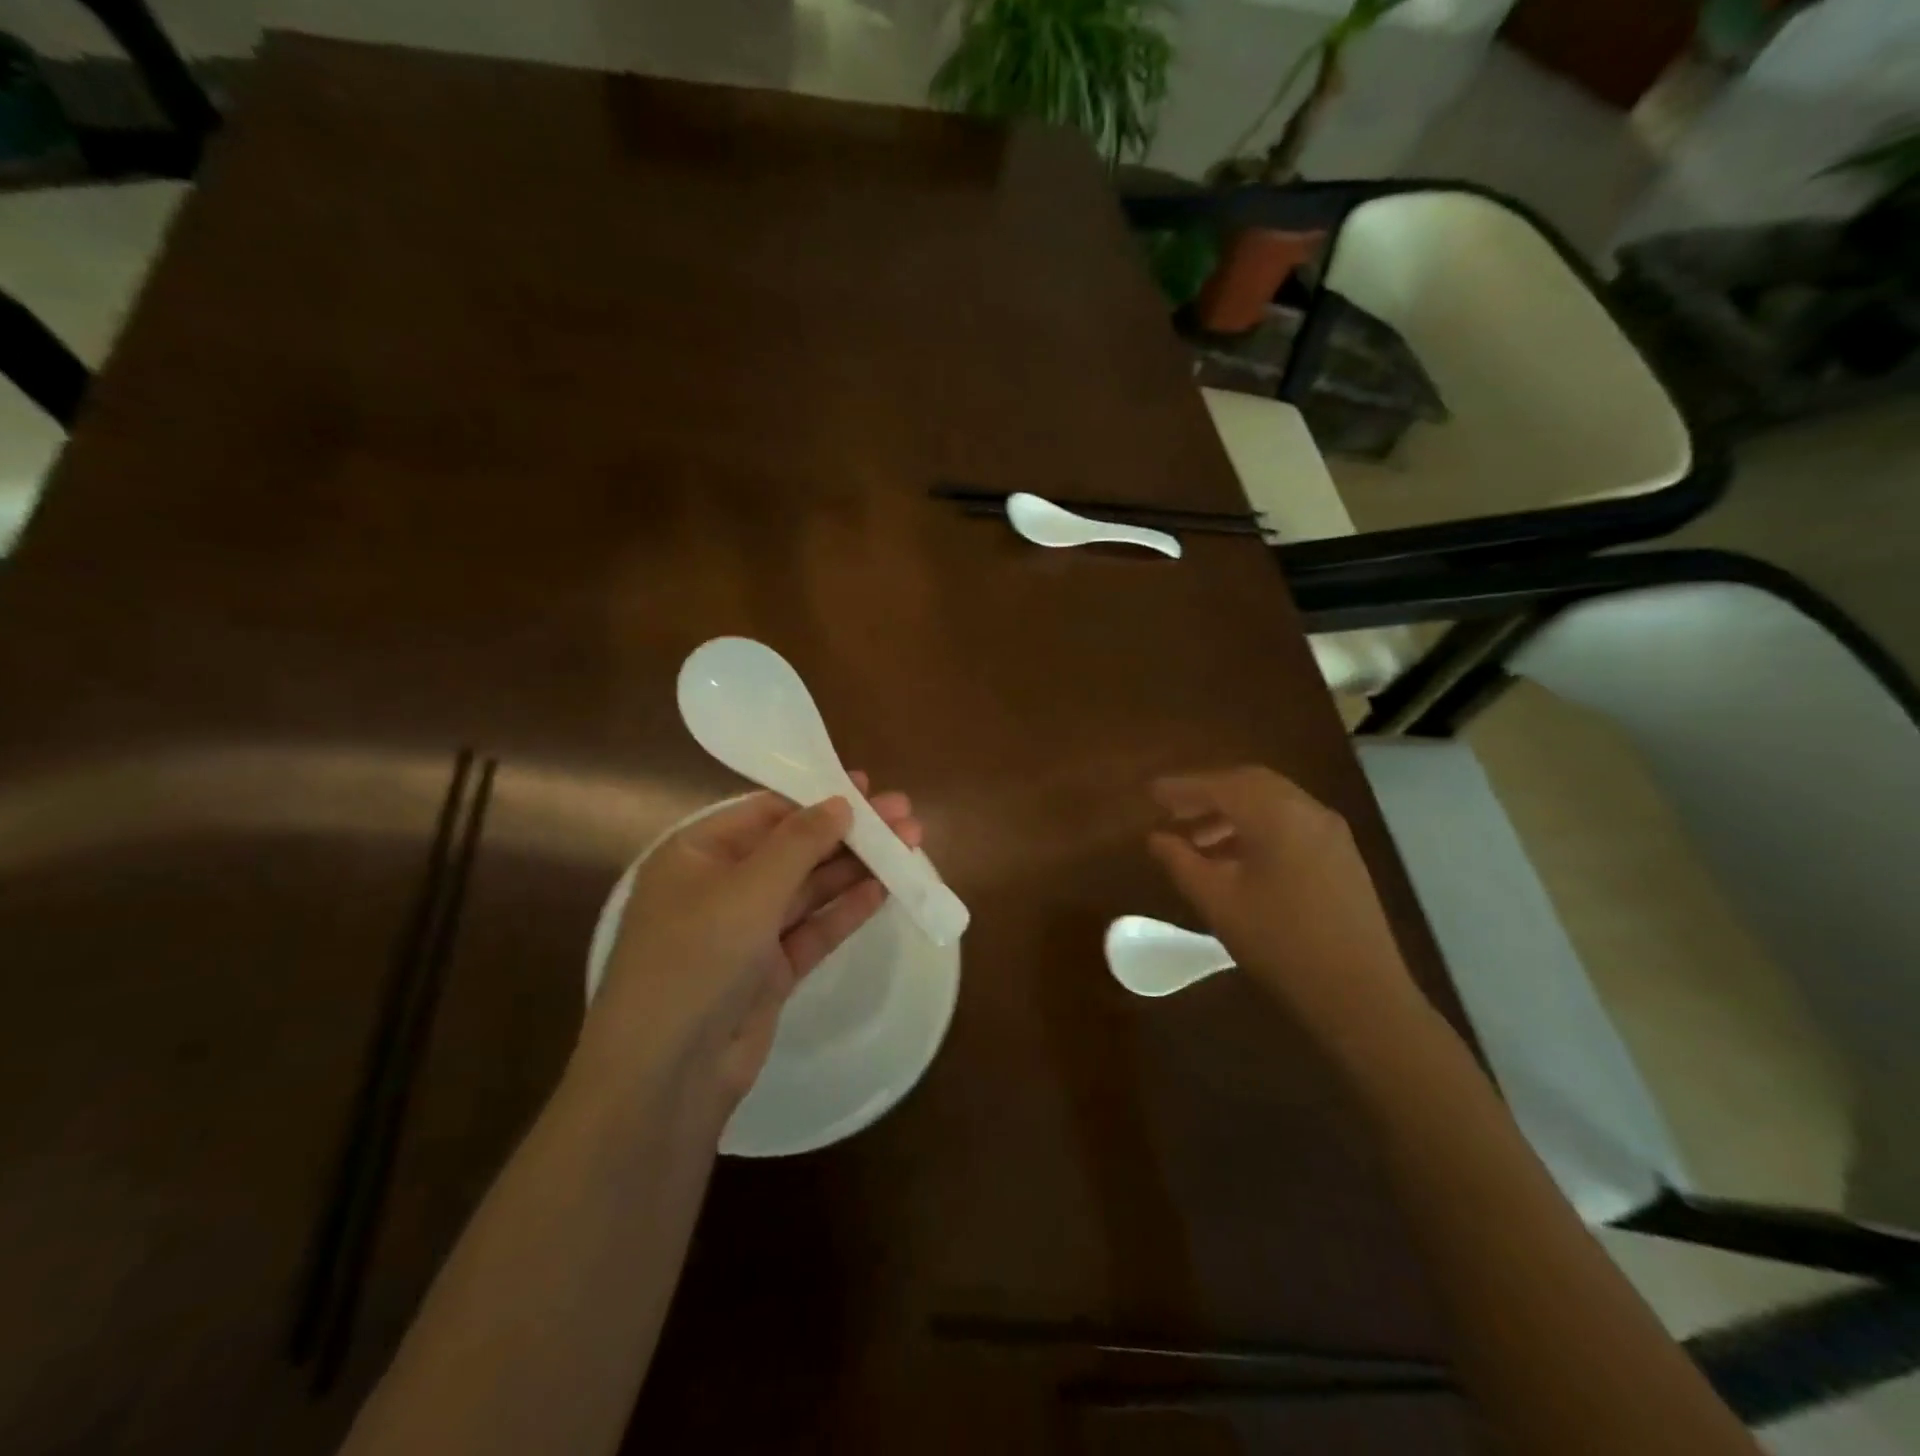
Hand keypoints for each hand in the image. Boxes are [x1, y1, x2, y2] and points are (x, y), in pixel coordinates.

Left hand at [586, 775, 921, 1108]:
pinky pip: (814, 929)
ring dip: (856, 867)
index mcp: (697, 855)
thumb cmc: (696, 959)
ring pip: (809, 888)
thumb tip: (842, 802)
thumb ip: (799, 842)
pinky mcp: (770, 971)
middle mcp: (720, 887)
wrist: (667, 1075)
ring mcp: (746, 932)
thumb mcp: (748, 889)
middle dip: (848, 832)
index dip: (817, 798)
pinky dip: (846, 910)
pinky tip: (885, 889)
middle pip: (794, 848)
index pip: (766, 812)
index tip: (868, 788)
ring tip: (910, 846)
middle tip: (904, 815)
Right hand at [1147, 766, 1426, 1056]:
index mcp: (1276, 815)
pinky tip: (1236, 857)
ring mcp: (1330, 831)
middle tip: (1173, 810)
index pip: (1219, 785)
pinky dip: (1257, 826)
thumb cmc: (1279, 943)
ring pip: (1272, 802)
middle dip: (1208, 793)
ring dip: (1232, 811)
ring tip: (1198, 839)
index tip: (1150, 792)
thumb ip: (1181, 862)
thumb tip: (1156, 838)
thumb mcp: (1217, 902)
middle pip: (1249, 783)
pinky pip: (1290, 822)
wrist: (1360, 993)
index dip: (1181, 788)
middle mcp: (1307, 810)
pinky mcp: (1341, 854)